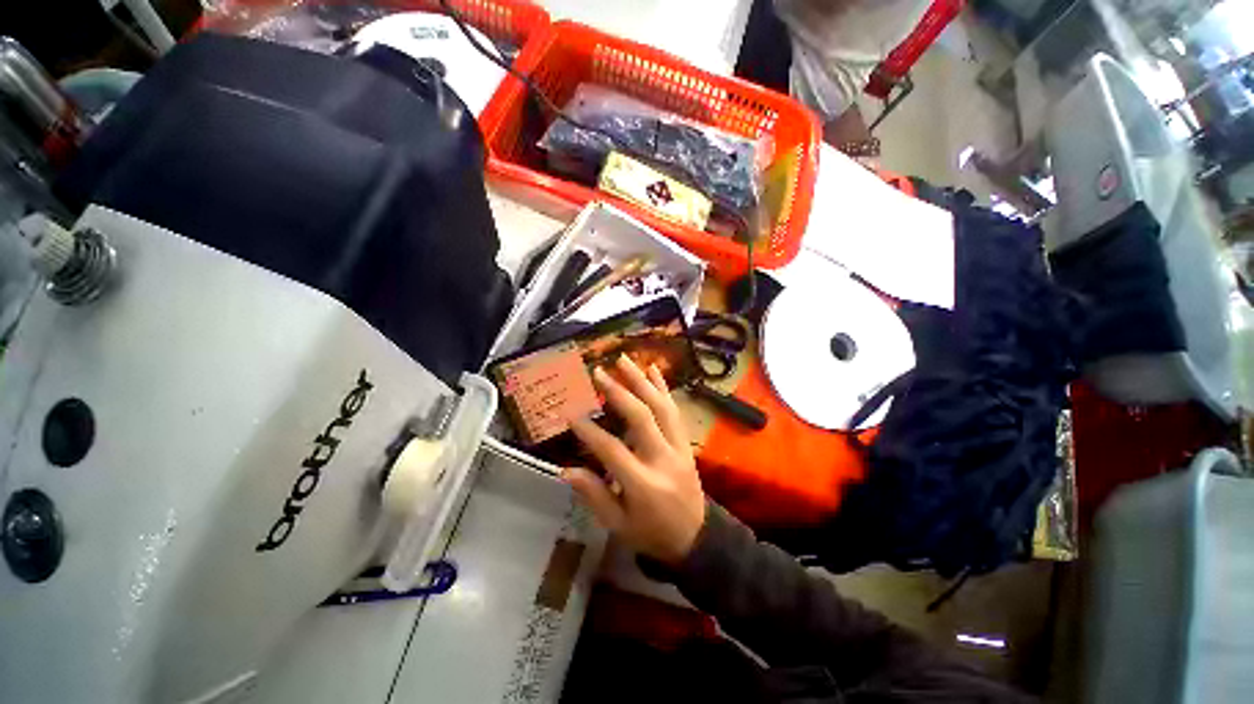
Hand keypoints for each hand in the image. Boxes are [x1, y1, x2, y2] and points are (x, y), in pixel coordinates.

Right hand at [563, 355, 705, 565]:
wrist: (696, 538)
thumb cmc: (651, 534)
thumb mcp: (618, 525)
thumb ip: (594, 495)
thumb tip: (566, 470)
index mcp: (644, 485)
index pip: (612, 451)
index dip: (590, 432)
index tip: (571, 415)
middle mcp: (663, 459)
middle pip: (641, 418)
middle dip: (618, 392)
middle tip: (598, 373)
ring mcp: (679, 448)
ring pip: (661, 407)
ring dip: (641, 381)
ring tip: (623, 360)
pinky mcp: (686, 442)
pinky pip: (675, 411)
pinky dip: (663, 388)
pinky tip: (653, 370)